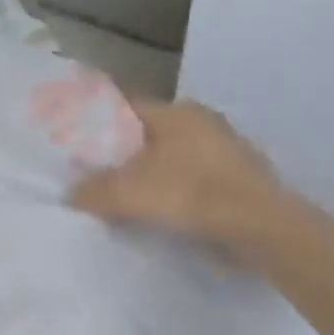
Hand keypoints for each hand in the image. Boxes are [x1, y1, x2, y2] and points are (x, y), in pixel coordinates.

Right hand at [71, 100, 283, 248]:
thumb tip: (72, 195)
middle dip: (122, 154)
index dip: (98, 122)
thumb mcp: (131, 193)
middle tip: (94, 176)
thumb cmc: (193, 194)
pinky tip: (161, 215)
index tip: (77, 142)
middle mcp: (203, 123)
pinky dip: (174, 194)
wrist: (262, 227)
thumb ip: (94, 191)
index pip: (126, 107)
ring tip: (123, 201)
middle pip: (149, 135)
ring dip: (150, 176)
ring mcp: (225, 152)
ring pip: (172, 159)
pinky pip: (193, 182)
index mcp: (177, 112)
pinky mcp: (238, 181)